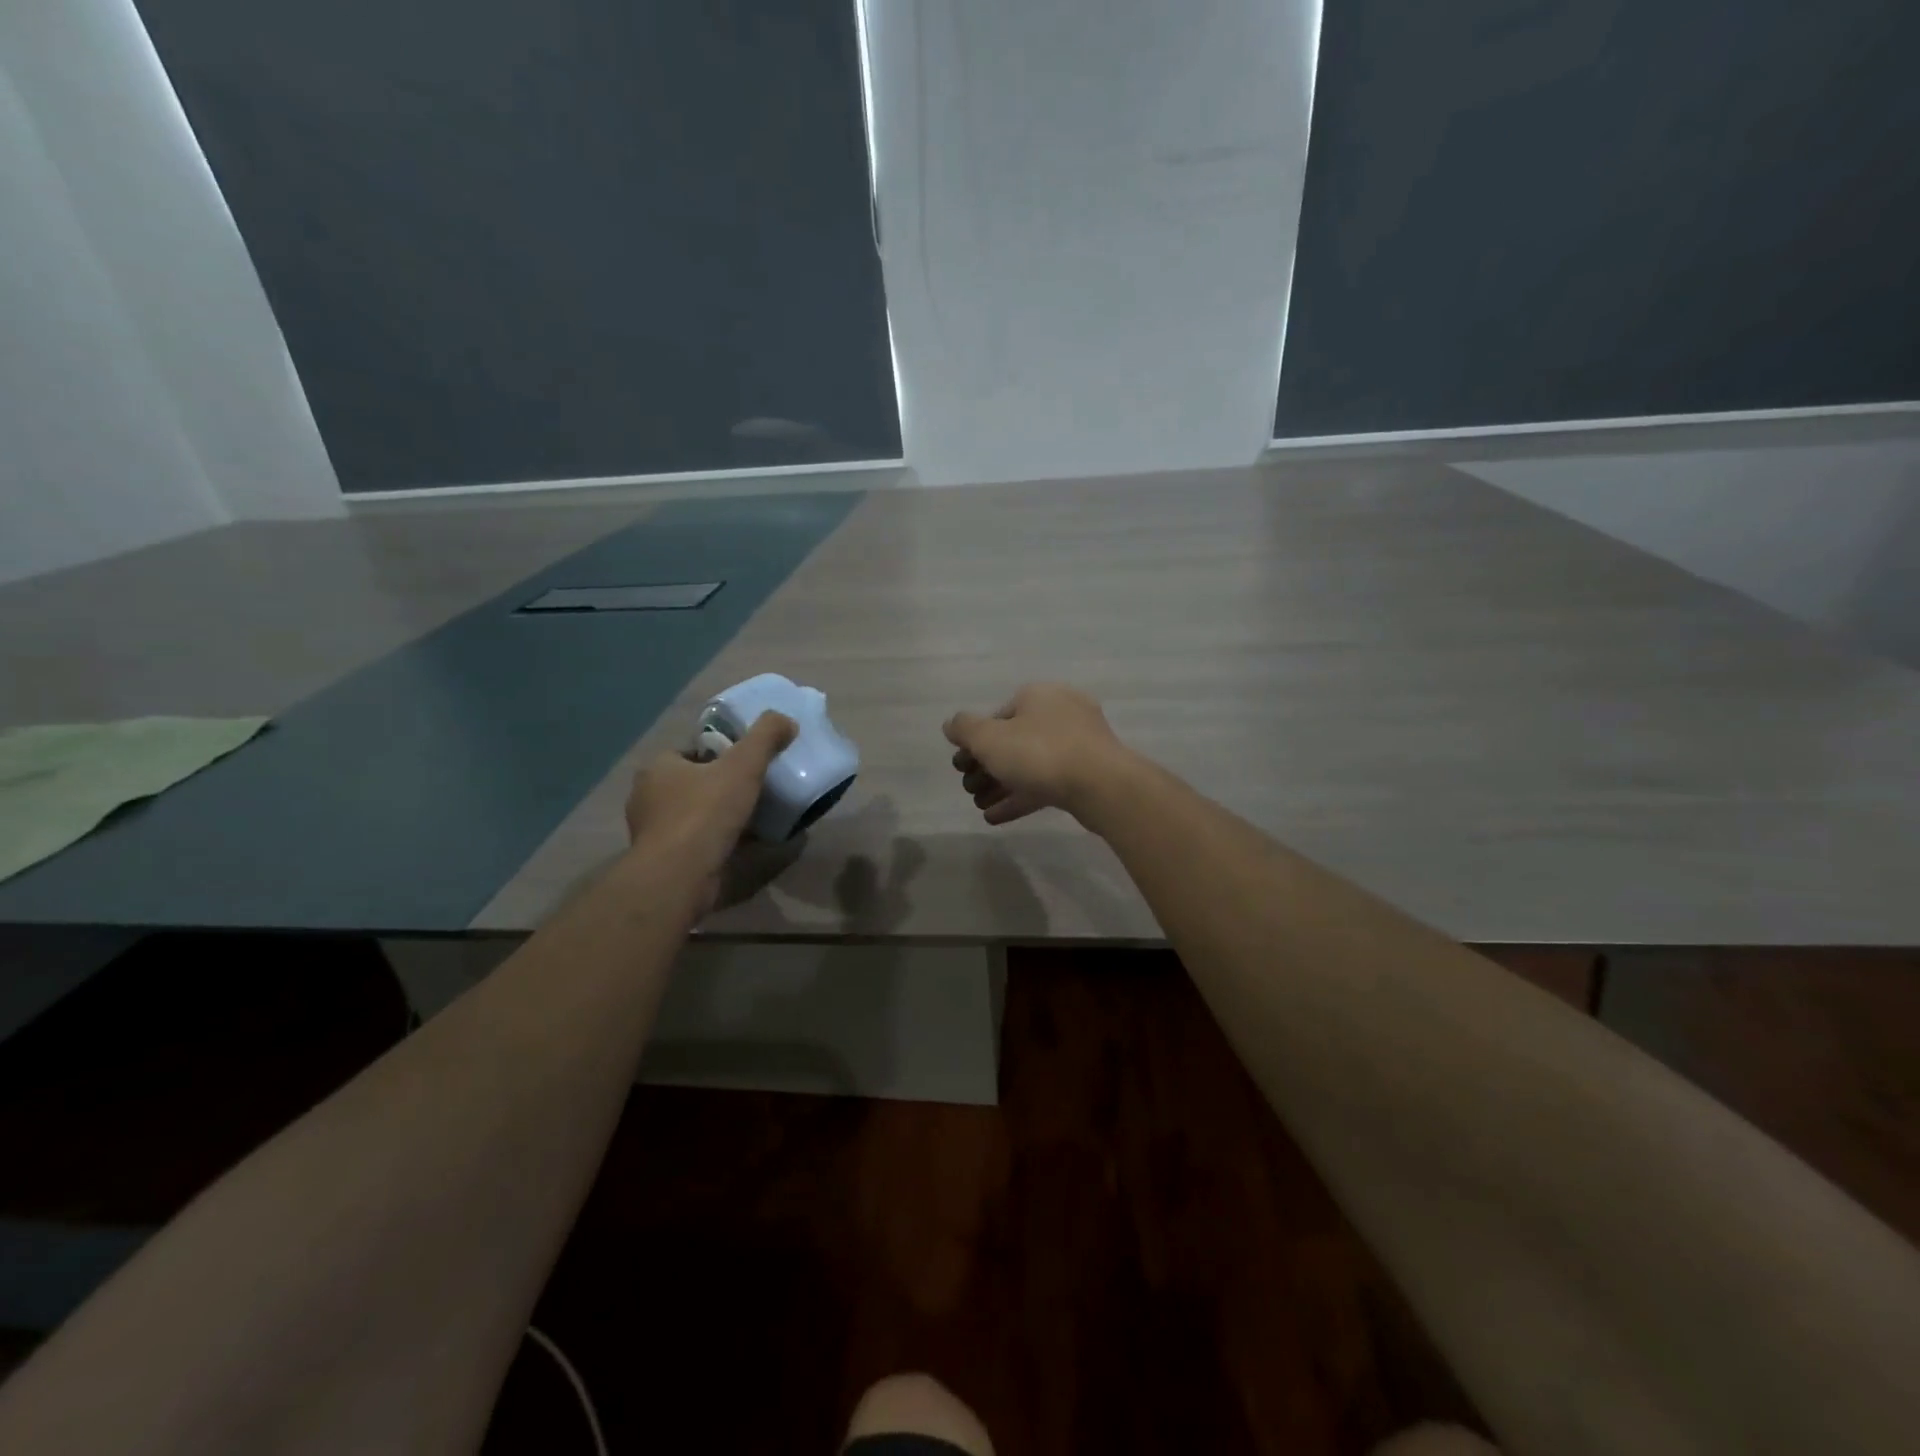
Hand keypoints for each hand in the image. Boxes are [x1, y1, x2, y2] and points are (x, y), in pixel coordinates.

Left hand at [624, 712, 796, 900]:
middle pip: (691, 783)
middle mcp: (647, 797)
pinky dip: (715, 841)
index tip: (745, 763)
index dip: (717, 754)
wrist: (680, 876)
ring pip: (692, 814)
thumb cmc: (705, 813)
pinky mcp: (663, 860)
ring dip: (717, 816)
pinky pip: (694, 842)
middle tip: (753, 789)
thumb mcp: (743, 766)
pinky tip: (741, 845)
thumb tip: (786, 720)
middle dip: (718, 786)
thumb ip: (765, 737)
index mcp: (657, 768)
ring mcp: (652, 832)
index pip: (688, 752)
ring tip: (752, 818)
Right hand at [943, 683, 1129, 825]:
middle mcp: (1060, 713)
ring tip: (979, 806)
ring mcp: (1078, 744)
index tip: (961, 765)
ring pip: (1030, 764)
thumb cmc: (1039, 752)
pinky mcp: (1087, 773)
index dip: (974, 741)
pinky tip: (996, 817)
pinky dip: (1021, 797)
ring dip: (1001, 785)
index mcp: (1038, 696)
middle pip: (1013, 741)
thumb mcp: (989, 738)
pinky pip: (1047, 783)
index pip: (997, 716)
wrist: (1100, 785)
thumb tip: (951, 724)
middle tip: (968, 788)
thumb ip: (964, 729)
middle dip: (986, 767)